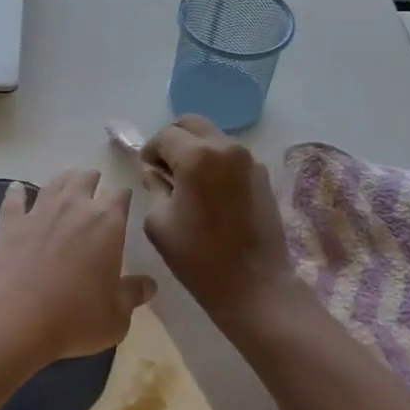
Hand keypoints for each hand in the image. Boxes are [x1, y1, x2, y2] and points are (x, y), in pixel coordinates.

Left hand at [0, 170, 155, 364]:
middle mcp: (74, 207)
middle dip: (93, 180)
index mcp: (106, 222)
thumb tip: (148, 285)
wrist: (12, 319)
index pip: (120, 195)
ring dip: (62, 180)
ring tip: (67, 181)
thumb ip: (132, 295)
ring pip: (54, 183)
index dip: (123, 196)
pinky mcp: (9, 224)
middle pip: (85, 179)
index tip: (125, 201)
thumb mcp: (116, 316)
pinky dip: (16, 193)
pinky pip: (13, 200)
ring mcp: (38, 212)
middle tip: (95, 186)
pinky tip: (16, 188)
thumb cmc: (74, 317)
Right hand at [141, 116, 296, 322]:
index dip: (150, 150)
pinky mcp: (262, 175)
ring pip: (213, 137)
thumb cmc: (199, 257)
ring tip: (186, 180)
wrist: (255, 285)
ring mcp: (248, 159)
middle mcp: (226, 147)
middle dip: (173, 140)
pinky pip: (230, 155)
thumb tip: (154, 172)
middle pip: (191, 124)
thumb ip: (153, 187)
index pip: (164, 136)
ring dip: (195, 149)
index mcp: (197, 156)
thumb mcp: (159, 222)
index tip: (146, 170)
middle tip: (164, 167)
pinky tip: (209, 192)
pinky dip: (215, 162)